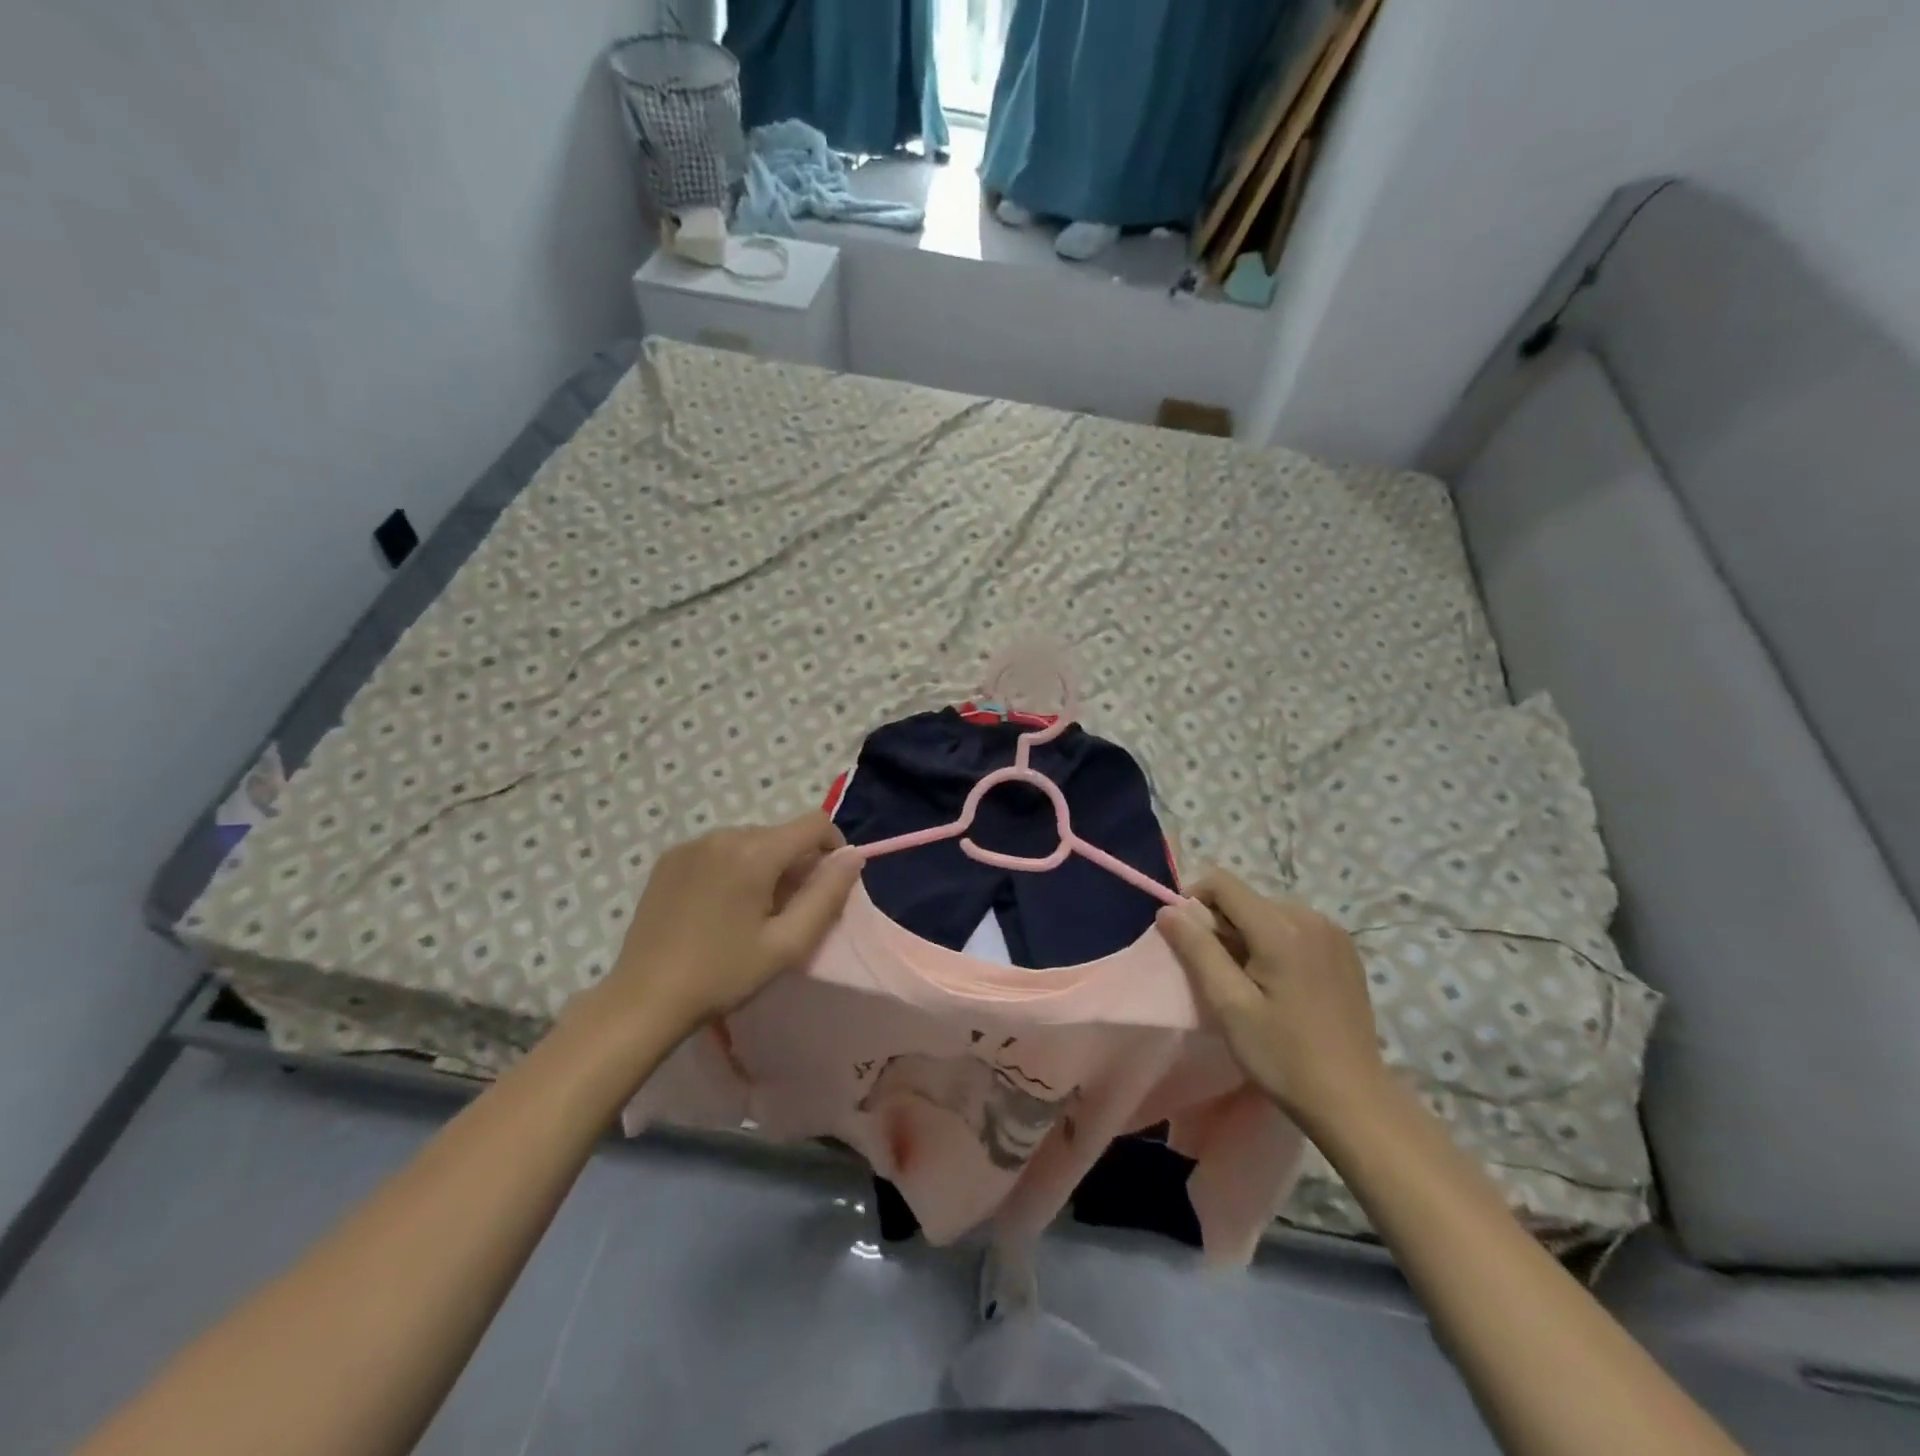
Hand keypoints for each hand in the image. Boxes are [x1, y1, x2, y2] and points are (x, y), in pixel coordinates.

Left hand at [596, 813, 864, 1042]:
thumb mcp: (787, 944)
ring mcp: (691, 844)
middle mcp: (723, 835)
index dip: (834, 847)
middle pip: (781, 834)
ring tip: (752, 913)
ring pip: (750, 841)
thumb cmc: (723, 975)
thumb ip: (827, 895)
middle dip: (797, 863)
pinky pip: (719, 850)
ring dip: (765, 865)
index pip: (814, 823)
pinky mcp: (669, 858)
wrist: (643, 1000)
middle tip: (789, 912)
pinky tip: (719, 908)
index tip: (829, 885)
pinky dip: (733, 867)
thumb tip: (854, 856)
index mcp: (754, 853)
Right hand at [1156, 871, 1386, 1127]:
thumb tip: (1168, 910)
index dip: (1194, 901)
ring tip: (1250, 982)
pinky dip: (1276, 943)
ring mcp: (1334, 933)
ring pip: (1269, 913)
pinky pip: (1295, 928)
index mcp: (1281, 928)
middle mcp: (1311, 917)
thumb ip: (1197, 950)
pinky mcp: (1346, 950)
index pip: (1222, 883)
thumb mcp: (1229, 1005)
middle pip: (1247, 898)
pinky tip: (1281, 984)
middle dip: (1222, 925)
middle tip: (1220, 974)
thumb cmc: (1283, 1056)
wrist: (1354, 1101)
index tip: (1188, 941)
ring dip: (1248, 935)